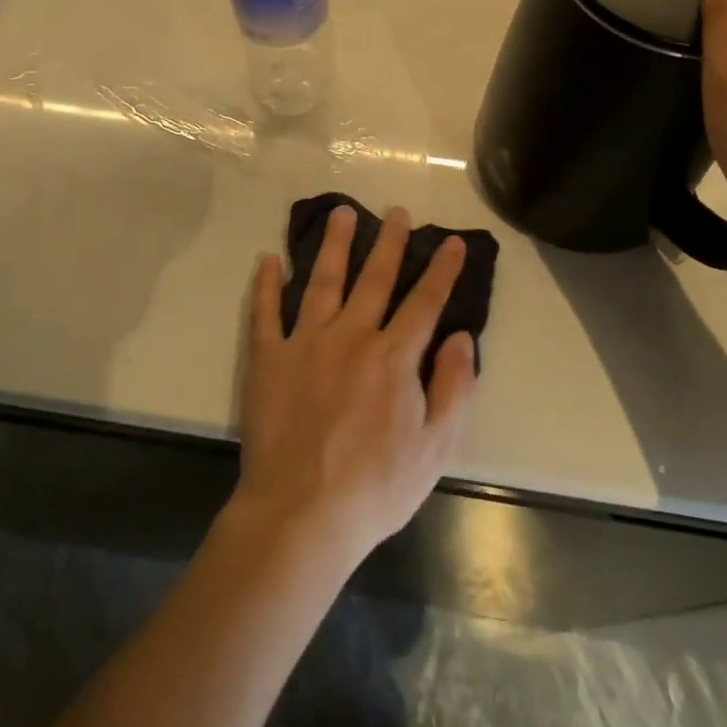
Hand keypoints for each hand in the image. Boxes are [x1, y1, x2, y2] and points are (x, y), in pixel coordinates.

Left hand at [233, 205, 476, 569]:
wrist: (301, 515)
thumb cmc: (376, 487)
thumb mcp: (435, 447)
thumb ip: (454, 387)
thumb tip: (461, 336)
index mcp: (394, 357)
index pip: (424, 301)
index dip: (441, 269)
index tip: (451, 241)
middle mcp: (351, 336)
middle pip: (374, 278)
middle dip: (388, 242)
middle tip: (396, 211)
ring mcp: (306, 343)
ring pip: (323, 280)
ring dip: (333, 245)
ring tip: (340, 212)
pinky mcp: (269, 359)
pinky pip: (265, 312)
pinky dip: (267, 284)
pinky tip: (269, 258)